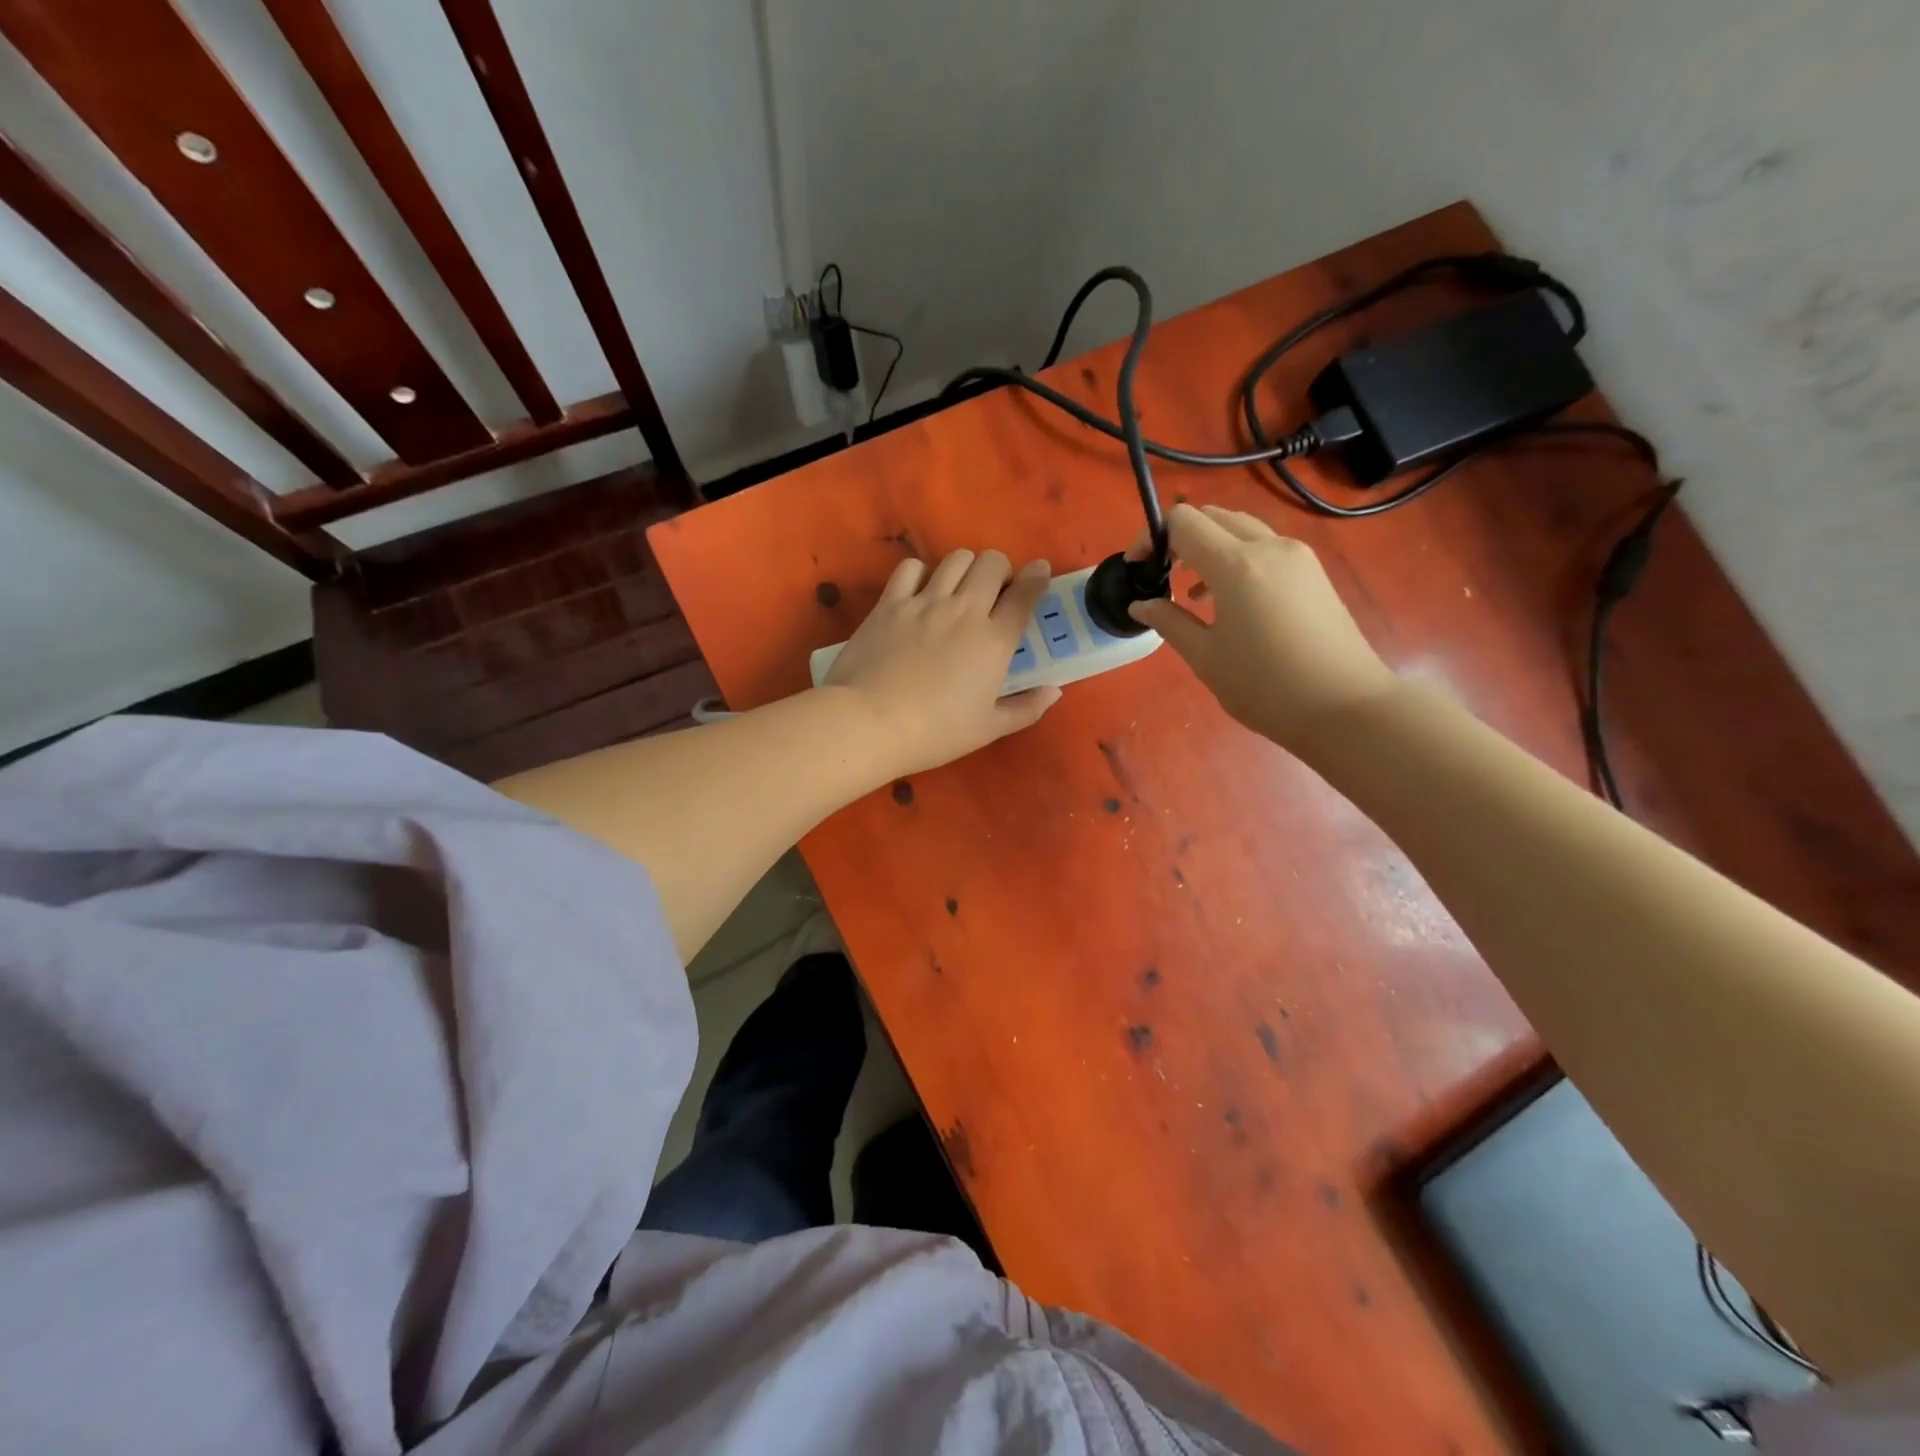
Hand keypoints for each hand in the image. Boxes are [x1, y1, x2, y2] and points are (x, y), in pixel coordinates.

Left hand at [825, 549, 1060, 775]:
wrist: (870, 722)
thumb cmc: (935, 732)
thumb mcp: (988, 729)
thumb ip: (1026, 708)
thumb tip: (1054, 690)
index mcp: (995, 640)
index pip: (1026, 594)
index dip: (1037, 577)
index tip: (1039, 572)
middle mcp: (965, 610)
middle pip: (992, 563)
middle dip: (1000, 570)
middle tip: (994, 591)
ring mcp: (925, 602)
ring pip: (956, 559)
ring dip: (965, 567)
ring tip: (959, 588)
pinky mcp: (890, 603)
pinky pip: (911, 568)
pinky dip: (921, 573)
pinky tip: (919, 592)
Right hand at [1128, 504, 1394, 749]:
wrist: (1345, 706)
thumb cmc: (1265, 686)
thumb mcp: (1205, 658)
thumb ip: (1169, 622)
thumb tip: (1141, 604)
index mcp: (1236, 564)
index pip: (1183, 522)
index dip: (1151, 537)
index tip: (1138, 567)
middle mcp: (1268, 547)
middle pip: (1214, 516)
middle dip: (1180, 537)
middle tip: (1162, 575)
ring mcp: (1297, 557)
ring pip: (1241, 529)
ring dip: (1210, 547)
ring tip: (1193, 591)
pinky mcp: (1313, 573)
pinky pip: (1265, 548)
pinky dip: (1237, 558)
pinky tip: (1230, 600)